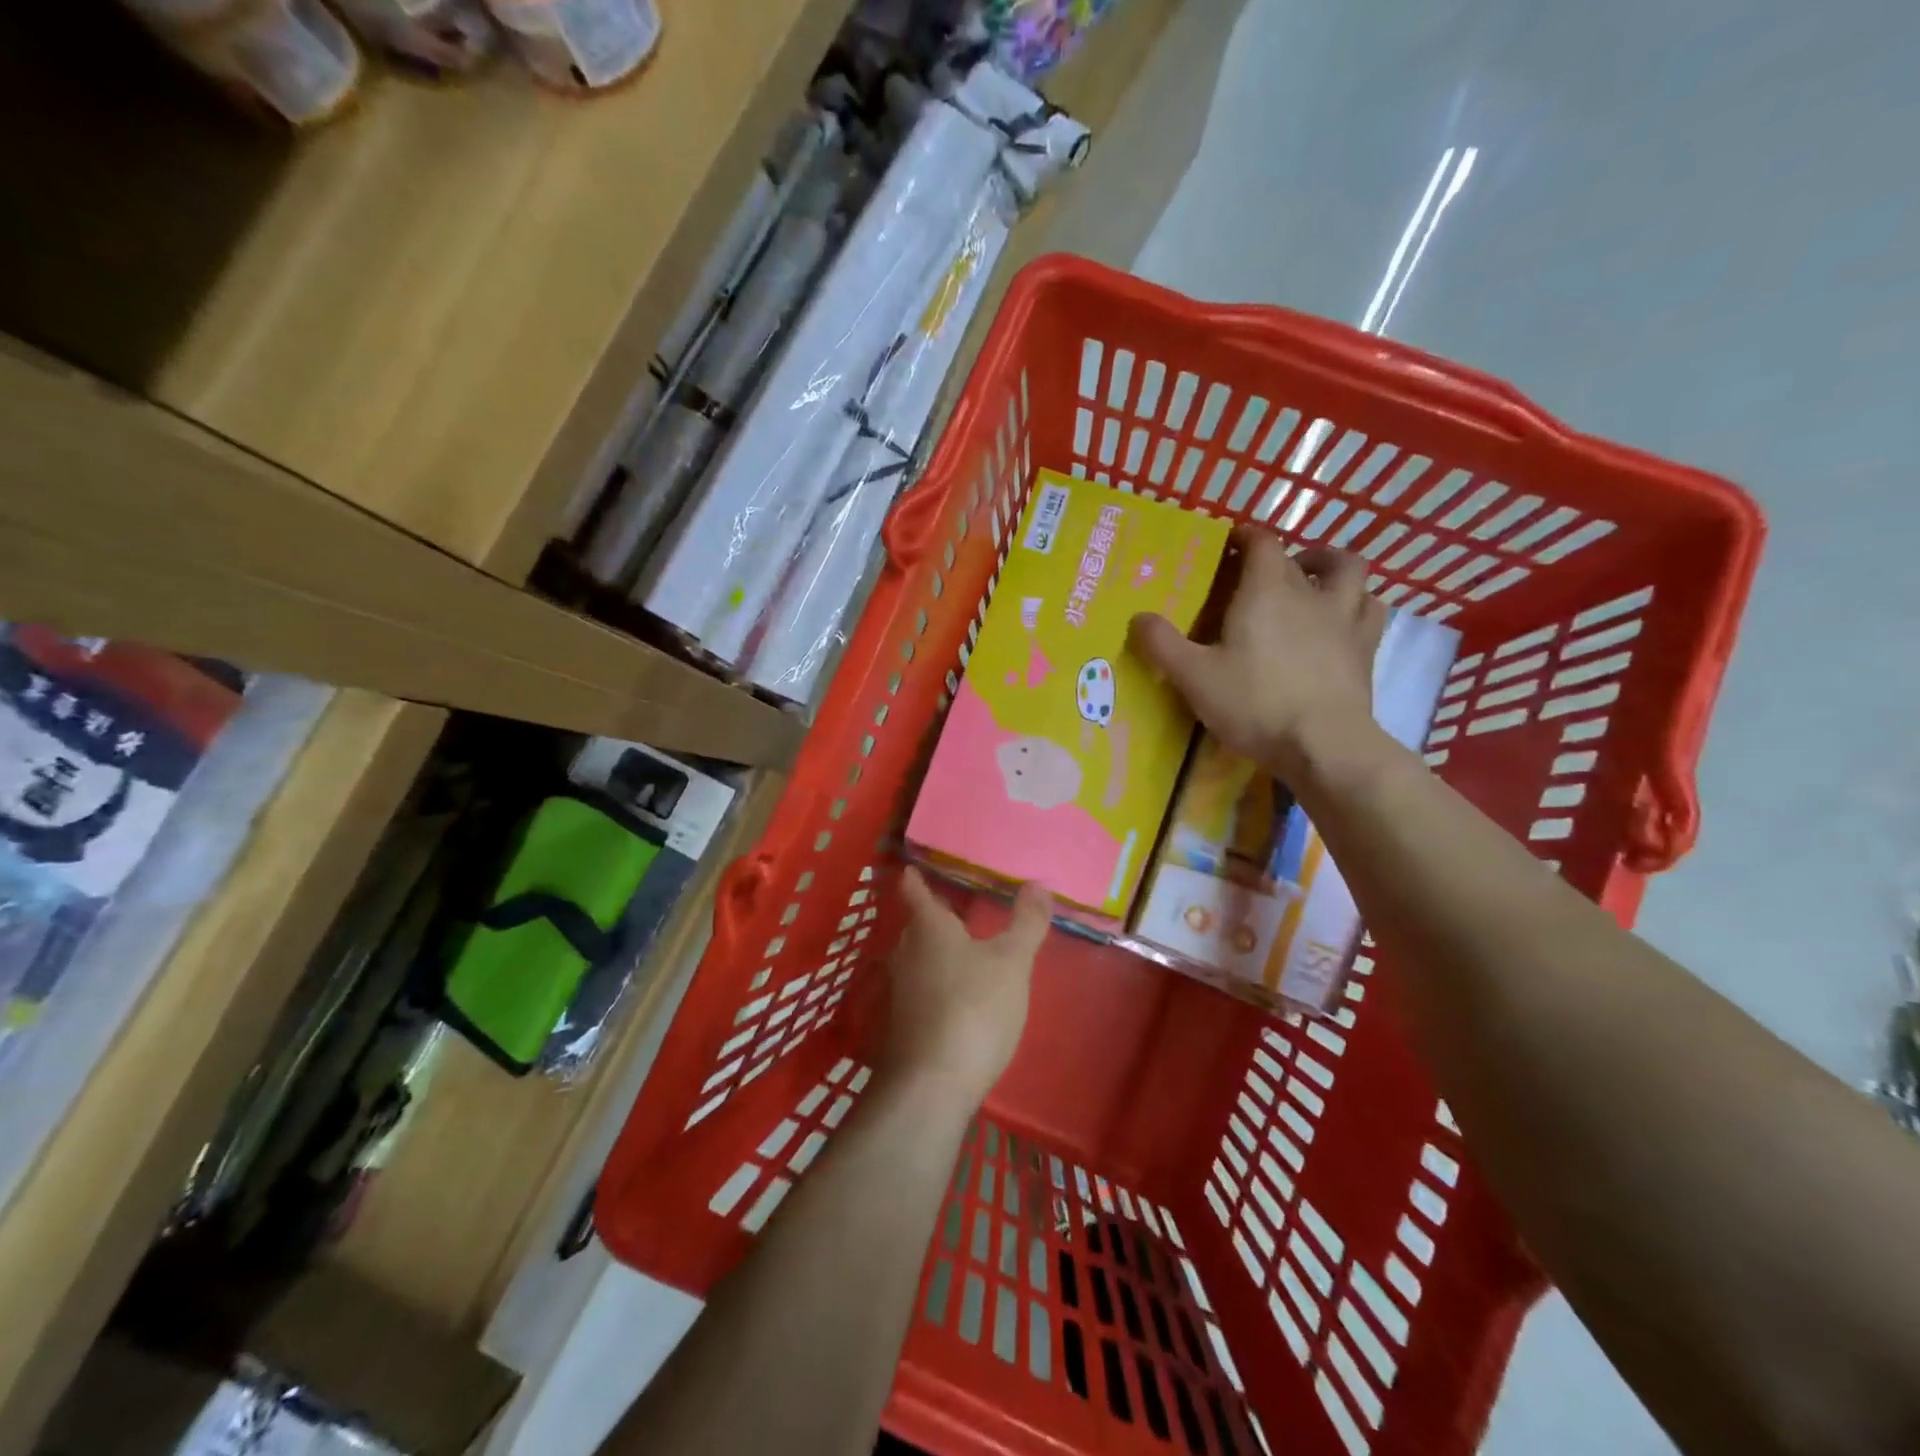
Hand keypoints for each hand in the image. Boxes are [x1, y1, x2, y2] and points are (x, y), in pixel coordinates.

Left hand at [882, 869, 1052, 1107]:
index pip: (915, 890)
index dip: (916, 877)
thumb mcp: (1012, 962)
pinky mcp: (899, 1025)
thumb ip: (1026, 922)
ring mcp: (897, 991)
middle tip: (961, 909)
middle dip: (935, 918)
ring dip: (936, 953)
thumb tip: (1038, 882)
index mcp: (928, 927)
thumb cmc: (973, 1008)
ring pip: (917, 959)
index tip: (916, 866)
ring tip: (964, 951)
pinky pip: (918, 991)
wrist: (930, 1086)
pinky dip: (935, 985)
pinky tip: (956, 998)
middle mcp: (904, 952)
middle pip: (917, 926)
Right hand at [1130, 531, 1385, 778]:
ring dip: (1330, 566)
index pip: (1262, 543)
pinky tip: (1343, 616)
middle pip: (1298, 558)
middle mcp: (1310, 593)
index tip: (1230, 541)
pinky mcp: (1366, 648)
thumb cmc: (1254, 704)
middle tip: (1256, 574)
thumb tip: (1138, 617)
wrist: (1324, 744)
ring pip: (1348, 571)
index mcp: (1266, 591)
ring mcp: (1344, 618)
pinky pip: (1370, 607)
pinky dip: (1357, 602)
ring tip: (1312, 579)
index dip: (1246, 536)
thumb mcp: (1194, 677)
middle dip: (1276, 557)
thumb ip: (1163, 645)